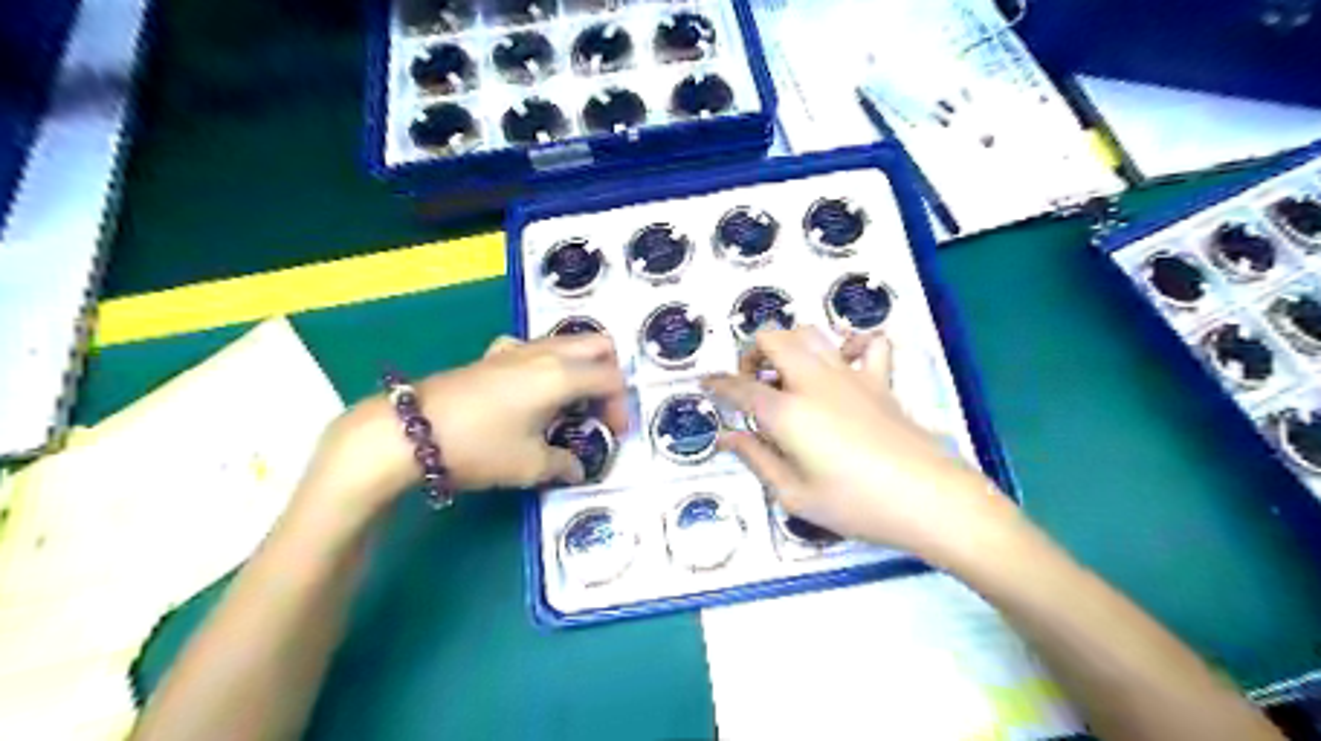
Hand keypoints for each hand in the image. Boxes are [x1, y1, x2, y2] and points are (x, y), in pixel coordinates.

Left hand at [297, 334, 624, 528]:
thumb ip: (562, 464)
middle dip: (609, 373)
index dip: (621, 406)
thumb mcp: (528, 465)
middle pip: (598, 345)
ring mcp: (518, 349)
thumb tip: (577, 468)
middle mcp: (546, 353)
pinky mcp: (495, 355)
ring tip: (570, 404)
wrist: (410, 431)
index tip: (613, 434)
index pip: (611, 379)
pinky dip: (549, 363)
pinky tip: (533, 390)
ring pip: (567, 342)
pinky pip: (536, 348)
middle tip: (601, 408)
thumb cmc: (479, 447)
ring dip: (581, 367)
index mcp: (562, 376)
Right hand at [707, 327, 1014, 558]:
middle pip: (773, 339)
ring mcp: (850, 375)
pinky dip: (850, 343)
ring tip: (786, 373)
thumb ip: (756, 459)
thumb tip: (725, 438)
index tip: (705, 384)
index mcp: (787, 411)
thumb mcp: (794, 493)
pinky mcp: (880, 380)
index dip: (718, 384)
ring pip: (810, 332)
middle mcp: (813, 381)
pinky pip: (868, 343)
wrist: (929, 499)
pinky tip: (842, 362)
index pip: (739, 387)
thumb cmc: (856, 504)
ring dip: (789, 343)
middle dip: (751, 353)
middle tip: (751, 383)